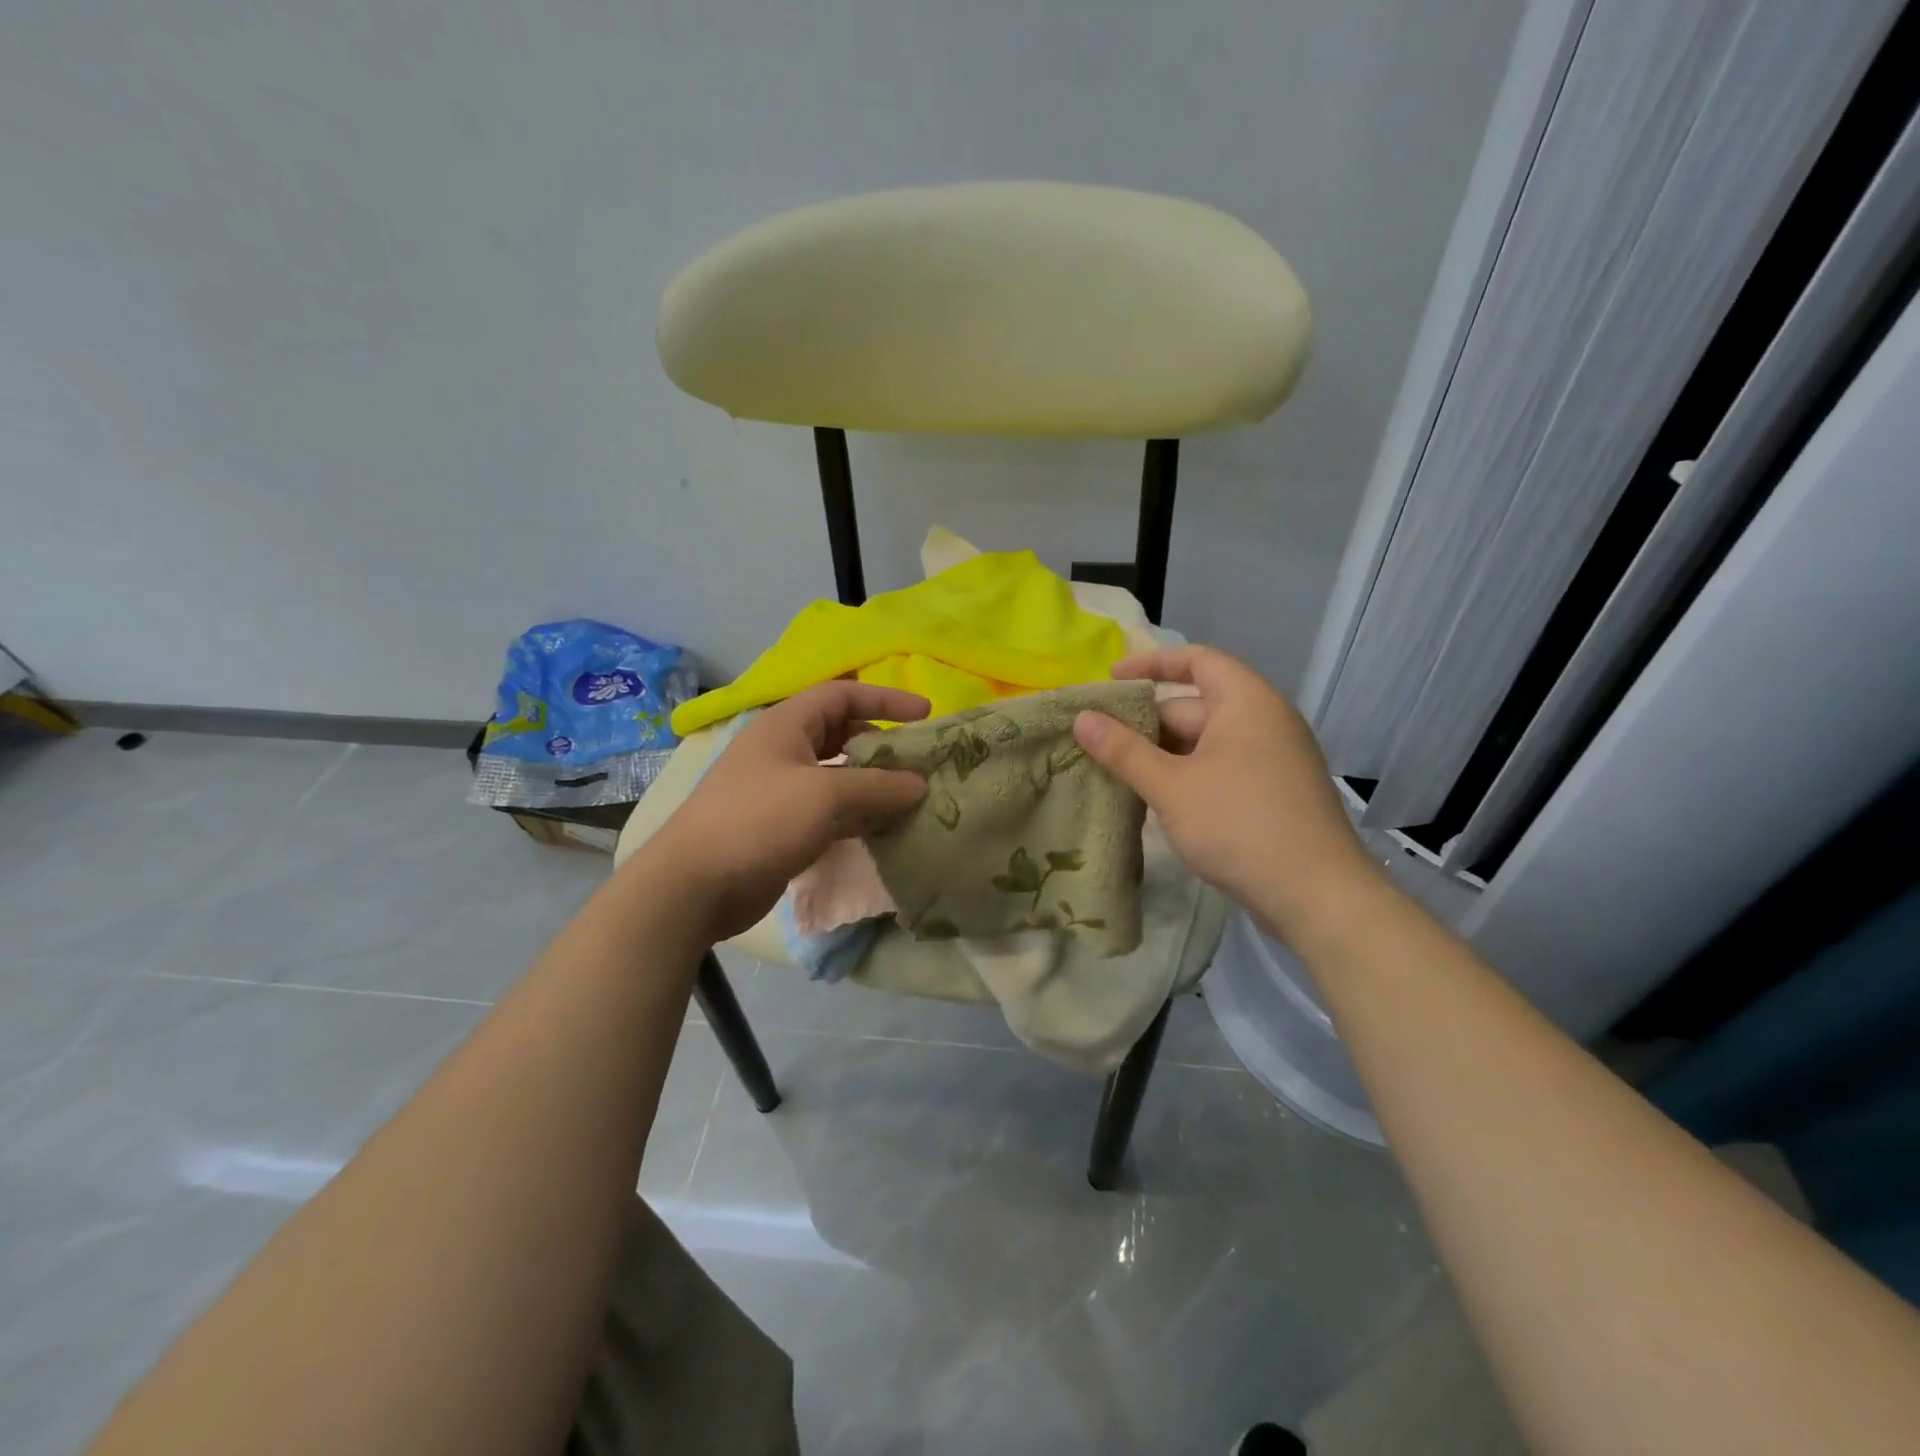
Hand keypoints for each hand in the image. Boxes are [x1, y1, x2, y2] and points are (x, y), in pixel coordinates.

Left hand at [651, 681, 929, 942]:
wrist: (694, 885)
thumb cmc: (759, 821)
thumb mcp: (825, 796)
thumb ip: (878, 787)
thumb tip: (920, 785)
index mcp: (785, 725)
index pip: (843, 694)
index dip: (885, 699)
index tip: (926, 715)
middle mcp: (782, 750)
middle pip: (841, 734)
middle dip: (881, 744)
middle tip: (919, 763)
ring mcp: (779, 790)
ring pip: (837, 776)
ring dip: (872, 784)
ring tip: (910, 798)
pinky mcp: (780, 826)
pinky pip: (828, 810)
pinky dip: (856, 815)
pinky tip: (881, 830)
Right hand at [1072, 645, 1372, 941]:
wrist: (1316, 895)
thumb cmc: (1240, 825)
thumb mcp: (1171, 786)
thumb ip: (1124, 750)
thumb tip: (1082, 718)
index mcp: (1246, 703)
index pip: (1197, 660)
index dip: (1151, 664)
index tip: (1111, 680)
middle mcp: (1264, 721)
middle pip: (1195, 705)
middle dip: (1147, 722)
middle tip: (1098, 741)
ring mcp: (1271, 759)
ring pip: (1205, 742)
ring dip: (1162, 754)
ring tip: (1116, 772)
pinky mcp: (1272, 792)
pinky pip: (1220, 768)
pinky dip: (1186, 775)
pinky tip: (1156, 800)